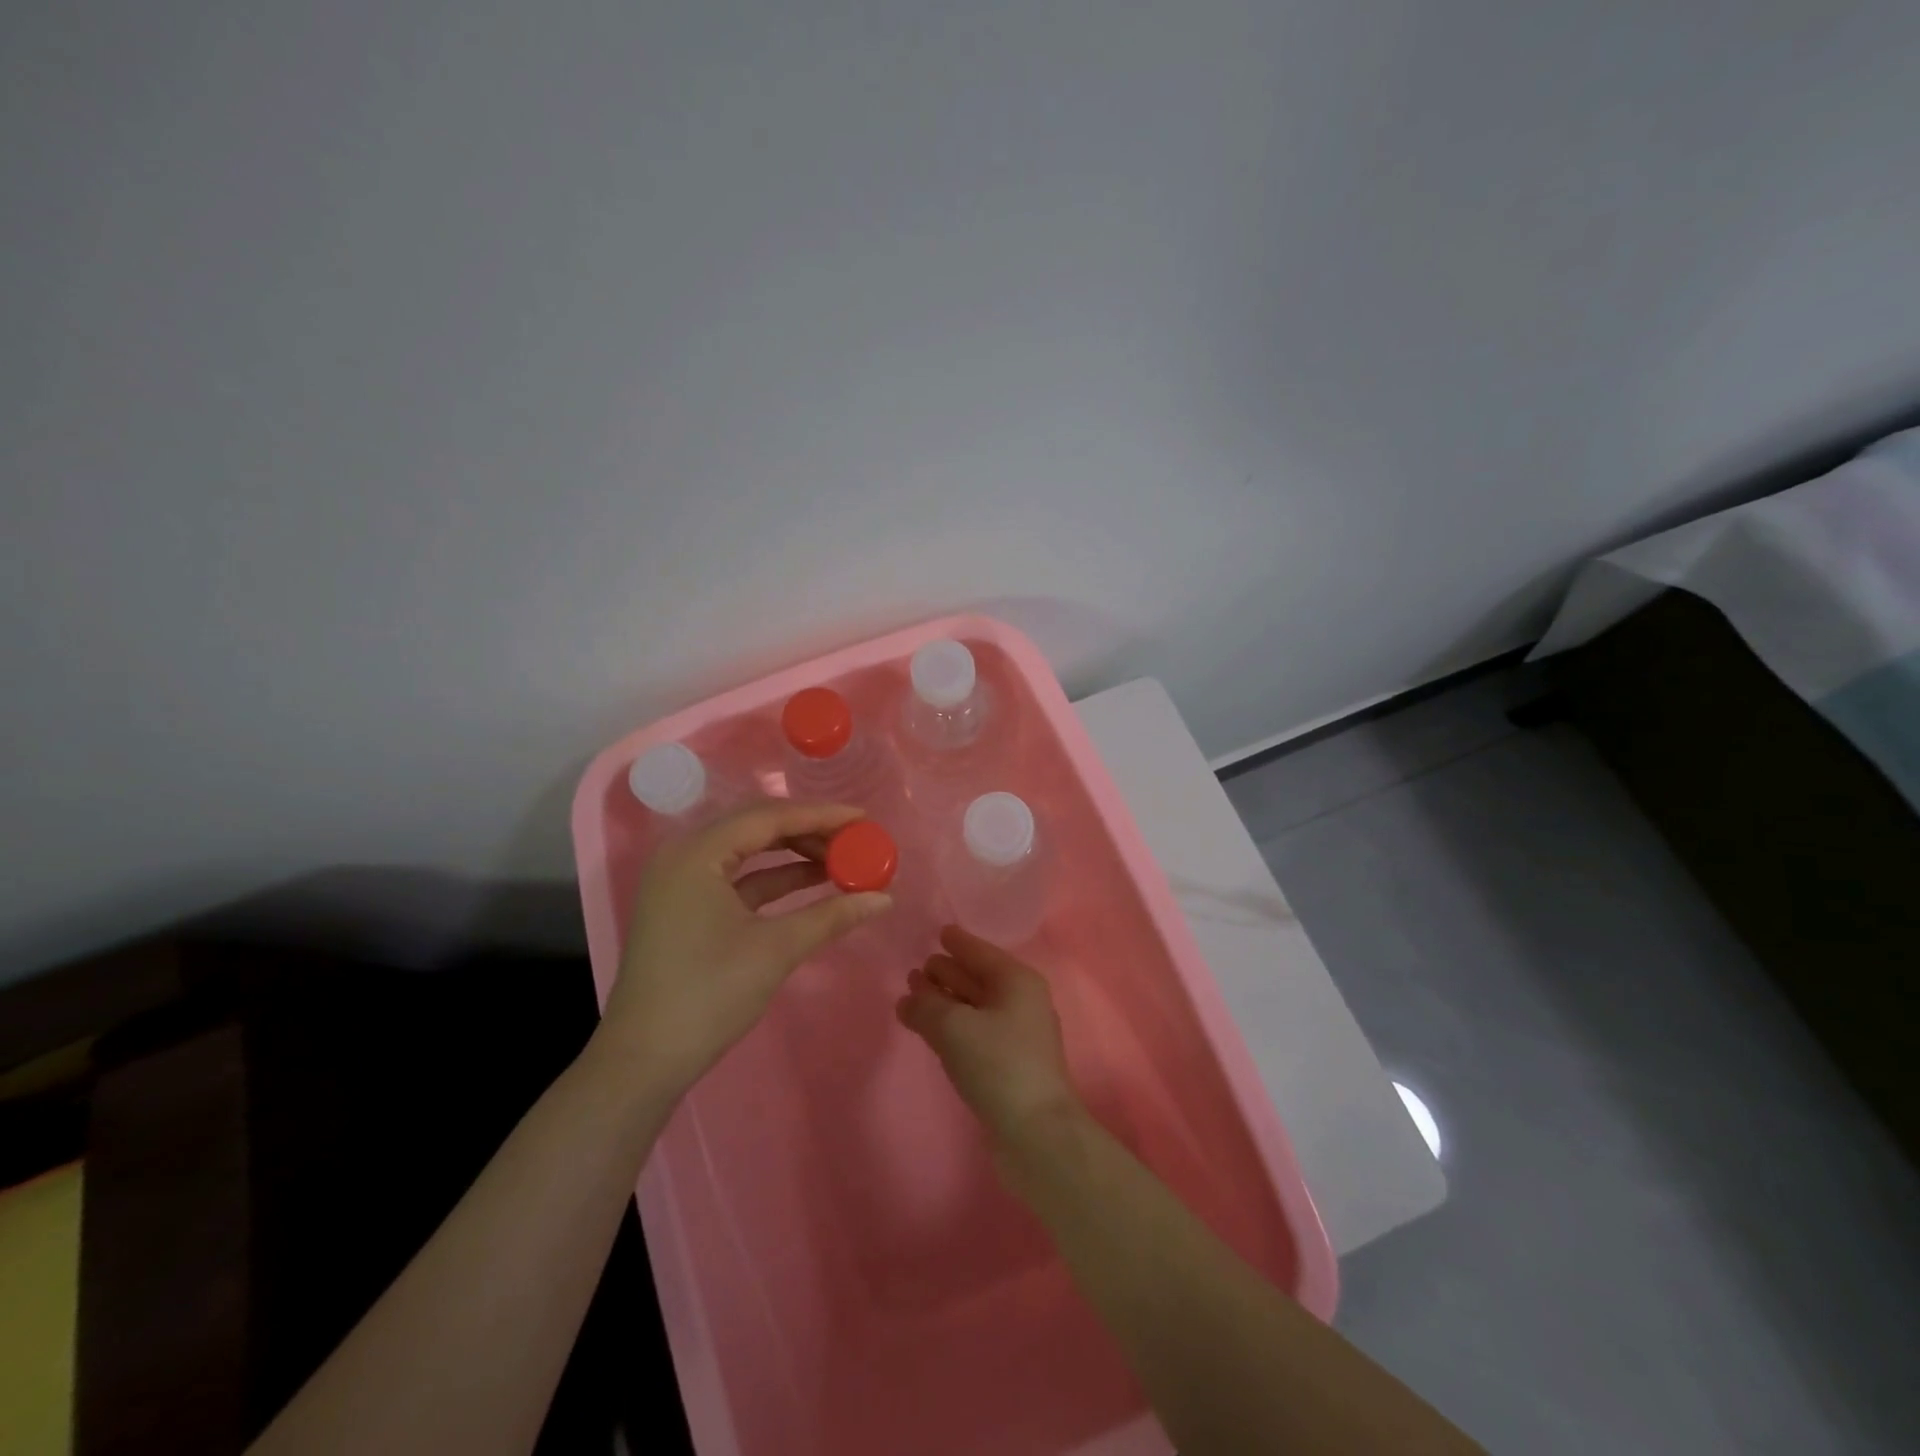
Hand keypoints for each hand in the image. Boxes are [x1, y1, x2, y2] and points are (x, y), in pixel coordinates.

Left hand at [603, 799, 891, 1097]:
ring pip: (749, 853)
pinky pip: (739, 879)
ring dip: (795, 856)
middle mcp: (684, 855)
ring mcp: (682, 882)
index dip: (820, 815)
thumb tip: (884, 898)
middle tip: (854, 840)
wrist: (645, 1060)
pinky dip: (776, 880)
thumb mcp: (776, 949)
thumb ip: (832, 915)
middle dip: (809, 832)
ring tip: (842, 861)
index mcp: (696, 853)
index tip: (863, 817)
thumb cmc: (709, 994)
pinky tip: (814, 884)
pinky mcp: (688, 908)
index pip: (768, 817)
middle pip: (757, 827)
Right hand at [897, 926, 1083, 1143]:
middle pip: (977, 977)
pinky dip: (952, 1026)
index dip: (958, 942)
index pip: (980, 952)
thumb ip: (926, 1006)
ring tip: (913, 996)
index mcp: (1016, 981)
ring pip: (974, 1006)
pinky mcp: (1008, 1064)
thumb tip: (908, 999)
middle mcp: (1020, 1001)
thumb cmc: (998, 1065)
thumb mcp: (954, 1028)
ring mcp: (1016, 1035)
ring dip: (946, 1000)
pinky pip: (974, 1032)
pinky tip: (930, 1031)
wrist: (1036, 1134)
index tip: (939, 932)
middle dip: (947, 972)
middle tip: (915, 969)